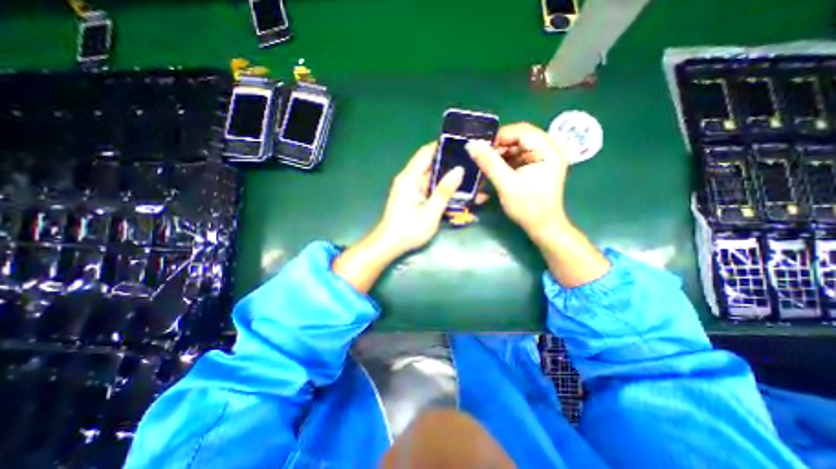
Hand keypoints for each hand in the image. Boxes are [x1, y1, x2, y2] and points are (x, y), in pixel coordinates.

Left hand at [375, 141, 467, 256]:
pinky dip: (441, 190)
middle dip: (450, 164)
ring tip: (469, 179)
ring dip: (448, 179)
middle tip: (472, 164)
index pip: (426, 152)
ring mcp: (410, 188)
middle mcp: (408, 179)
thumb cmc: (409, 230)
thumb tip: (459, 170)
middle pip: (431, 164)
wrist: (389, 245)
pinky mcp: (412, 197)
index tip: (462, 145)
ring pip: (432, 178)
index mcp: (410, 178)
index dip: (443, 146)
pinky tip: (456, 194)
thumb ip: (444, 191)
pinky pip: (429, 188)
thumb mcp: (431, 212)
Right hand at [464, 121, 608, 287]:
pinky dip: (504, 161)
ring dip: (500, 154)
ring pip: (516, 146)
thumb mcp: (507, 185)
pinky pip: (517, 156)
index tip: (481, 148)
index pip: (522, 131)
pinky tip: (494, 170)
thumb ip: (490, 163)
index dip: (500, 136)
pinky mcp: (536, 166)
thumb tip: (471, 145)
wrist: (543, 227)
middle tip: (482, 158)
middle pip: (519, 137)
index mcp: (548, 150)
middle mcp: (548, 149)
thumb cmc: (528, 208)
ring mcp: (542, 158)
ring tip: (486, 165)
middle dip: (498, 146)